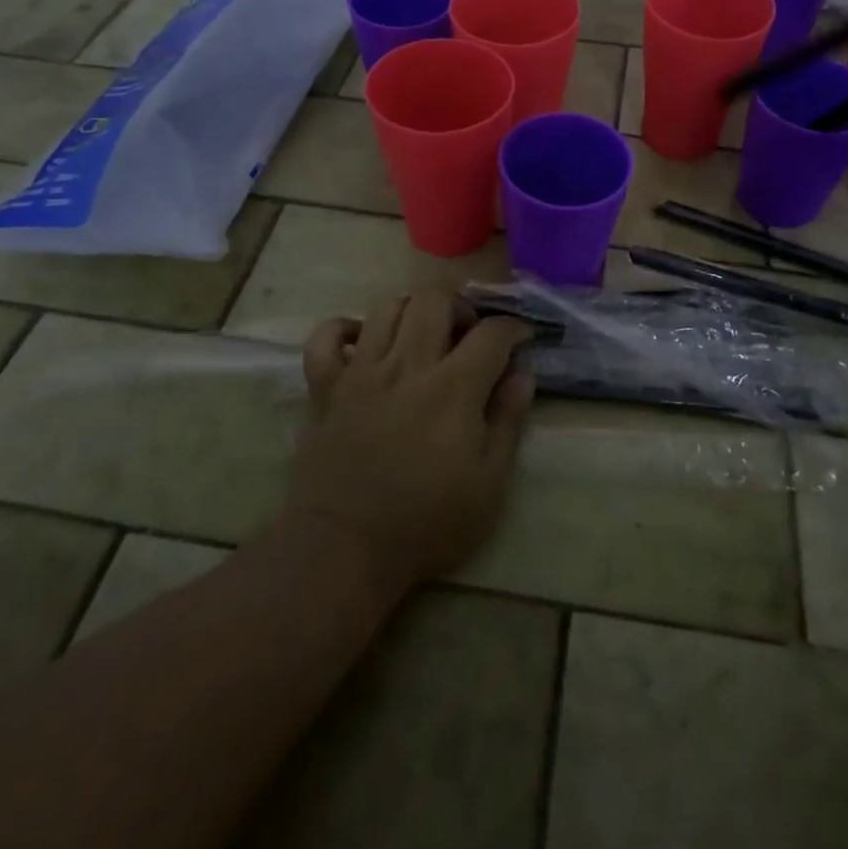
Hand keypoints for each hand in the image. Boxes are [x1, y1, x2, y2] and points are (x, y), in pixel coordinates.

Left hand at [286, 291, 533, 591]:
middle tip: (468, 334)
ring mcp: (360, 372)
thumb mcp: (489, 483)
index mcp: (453, 388)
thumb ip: (508, 419)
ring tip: (423, 335)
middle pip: (434, 300)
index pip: (492, 333)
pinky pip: (325, 337)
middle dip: (461, 306)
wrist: (344, 548)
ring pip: (386, 307)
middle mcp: (407, 366)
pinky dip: (343, 328)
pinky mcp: (326, 388)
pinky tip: (362, 341)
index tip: (520, 340)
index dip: (514, 328)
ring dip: (412, 311)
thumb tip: (522, 371)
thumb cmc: (427, 522)